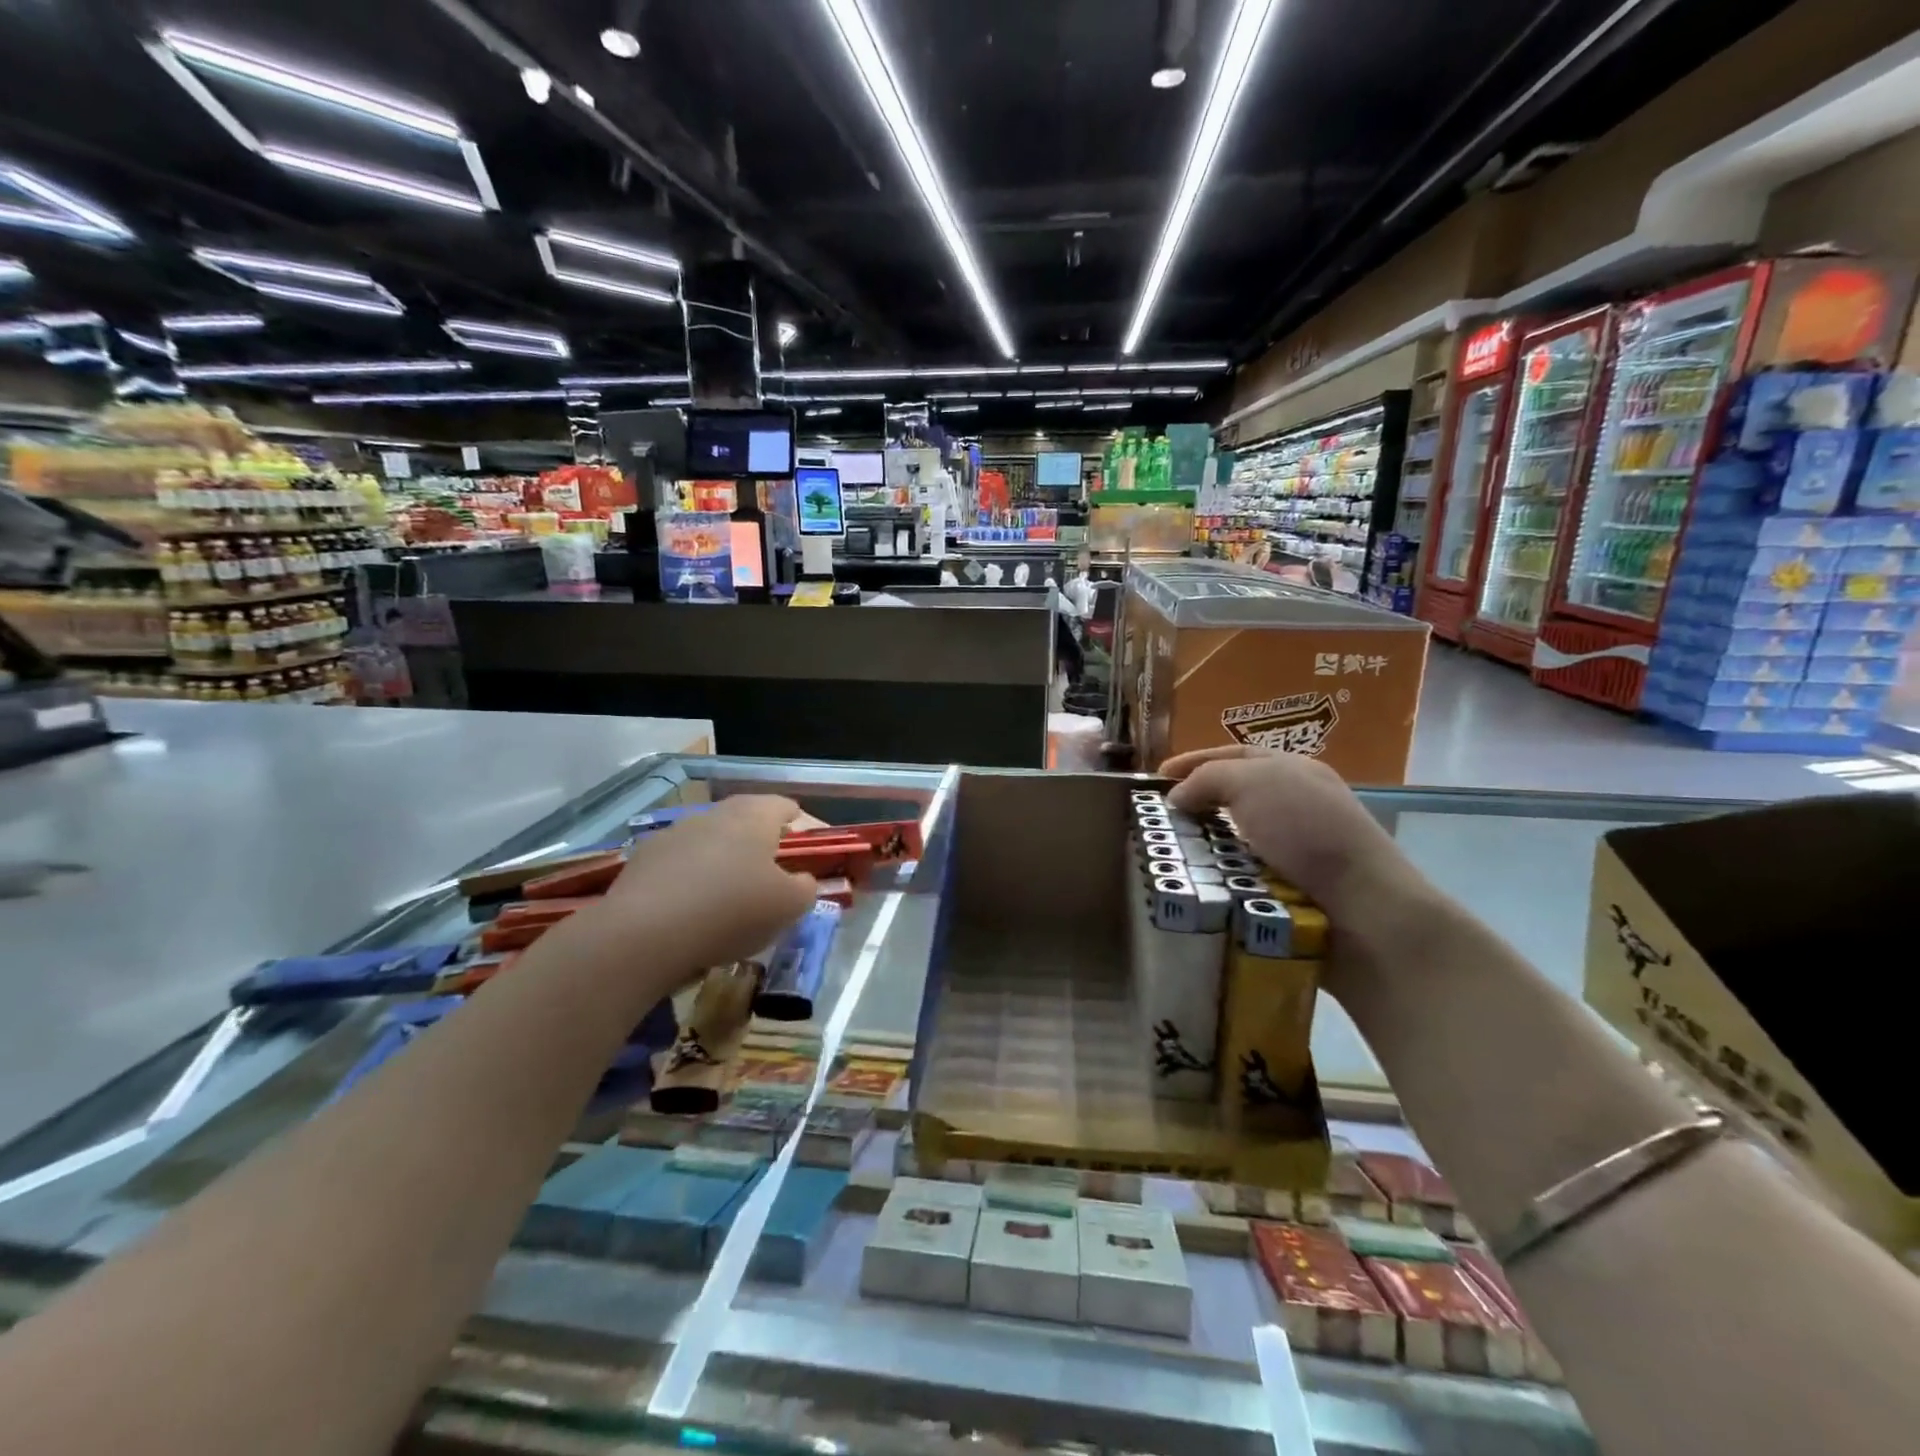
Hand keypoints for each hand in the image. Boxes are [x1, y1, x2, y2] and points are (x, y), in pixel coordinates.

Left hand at [564, 795, 817, 979]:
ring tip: (728, 898)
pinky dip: (690, 879)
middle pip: (746, 820)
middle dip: (760, 843)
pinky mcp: (644, 858)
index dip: (800, 826)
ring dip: (723, 860)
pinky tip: (690, 910)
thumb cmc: (732, 910)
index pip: (785, 806)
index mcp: (755, 816)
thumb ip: (806, 888)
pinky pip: (680, 863)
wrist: (644, 933)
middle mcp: (715, 813)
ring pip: (711, 840)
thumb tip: (801, 881)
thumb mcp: (789, 907)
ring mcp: (675, 832)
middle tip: (770, 876)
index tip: (805, 851)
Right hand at [1160, 746, 1423, 925]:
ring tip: (1170, 856)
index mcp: (1293, 770)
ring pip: (1235, 839)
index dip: (1194, 761)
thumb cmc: (1308, 831)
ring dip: (1204, 846)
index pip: (1234, 754)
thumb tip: (1178, 798)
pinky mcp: (1294, 889)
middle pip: (1234, 796)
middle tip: (1159, 820)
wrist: (1363, 908)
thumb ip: (1208, 779)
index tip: (1156, 779)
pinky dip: (1220, 876)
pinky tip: (1200, 884)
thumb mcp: (1253, 783)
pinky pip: (1243, 875)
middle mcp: (1297, 804)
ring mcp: (1298, 849)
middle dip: (1196, 804)